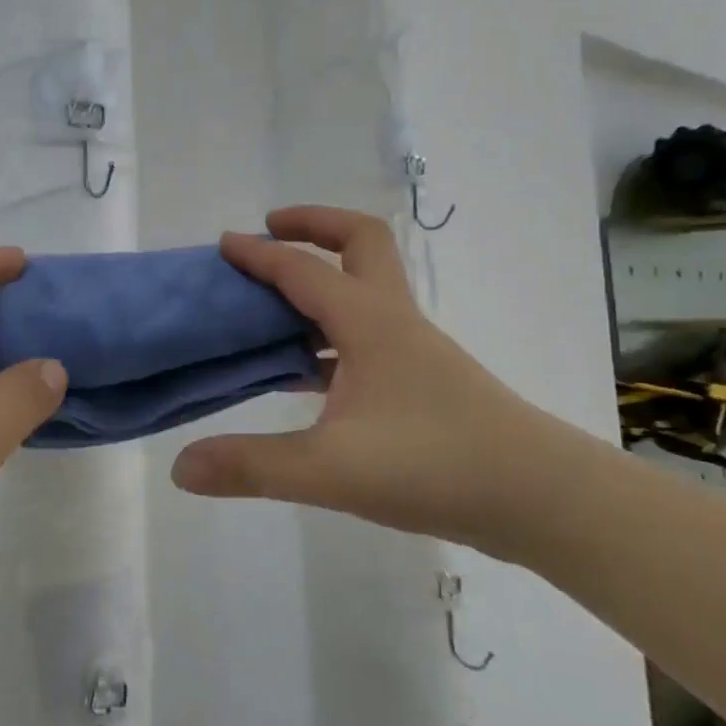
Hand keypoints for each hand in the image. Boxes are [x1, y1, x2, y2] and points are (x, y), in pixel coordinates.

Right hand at [170, 206, 565, 554]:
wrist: (544, 500)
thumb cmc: (437, 466)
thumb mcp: (331, 470)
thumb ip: (252, 465)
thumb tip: (181, 467)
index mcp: (368, 321)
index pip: (303, 269)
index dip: (259, 253)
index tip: (222, 243)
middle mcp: (392, 320)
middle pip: (360, 242)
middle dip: (313, 225)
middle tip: (271, 233)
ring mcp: (413, 349)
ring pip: (364, 288)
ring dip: (321, 278)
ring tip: (272, 303)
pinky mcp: (422, 379)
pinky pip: (365, 332)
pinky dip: (330, 330)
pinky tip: (304, 371)